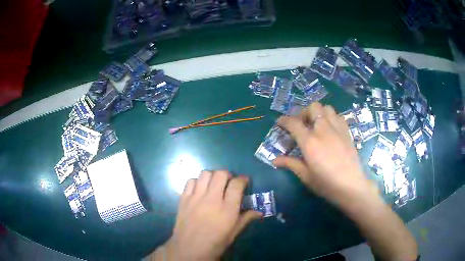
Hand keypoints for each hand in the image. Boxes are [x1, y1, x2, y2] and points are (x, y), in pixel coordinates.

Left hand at [165, 170, 261, 260]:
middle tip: (228, 182)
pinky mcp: (184, 198)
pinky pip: (191, 181)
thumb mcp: (234, 233)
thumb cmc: (215, 243)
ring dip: (212, 176)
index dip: (243, 179)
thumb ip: (246, 219)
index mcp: (227, 209)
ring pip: (205, 174)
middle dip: (228, 175)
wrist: (189, 249)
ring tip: (214, 184)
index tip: (244, 181)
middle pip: (221, 174)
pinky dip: (197, 181)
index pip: (237, 184)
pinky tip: (200, 190)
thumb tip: (259, 212)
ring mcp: (196, 197)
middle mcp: (212, 199)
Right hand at [274, 102, 377, 206]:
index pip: (293, 123)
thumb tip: (275, 160)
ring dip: (318, 112)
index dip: (284, 120)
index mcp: (310, 141)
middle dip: (304, 112)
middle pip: (312, 107)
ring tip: (316, 125)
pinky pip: (338, 116)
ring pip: (326, 108)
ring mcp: (337, 129)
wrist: (351, 186)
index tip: (280, 123)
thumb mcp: (306, 176)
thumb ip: (291, 163)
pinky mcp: (347, 132)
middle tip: (301, 125)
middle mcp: (323, 129)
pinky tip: (330, 129)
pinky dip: (331, 117)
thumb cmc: (326, 184)